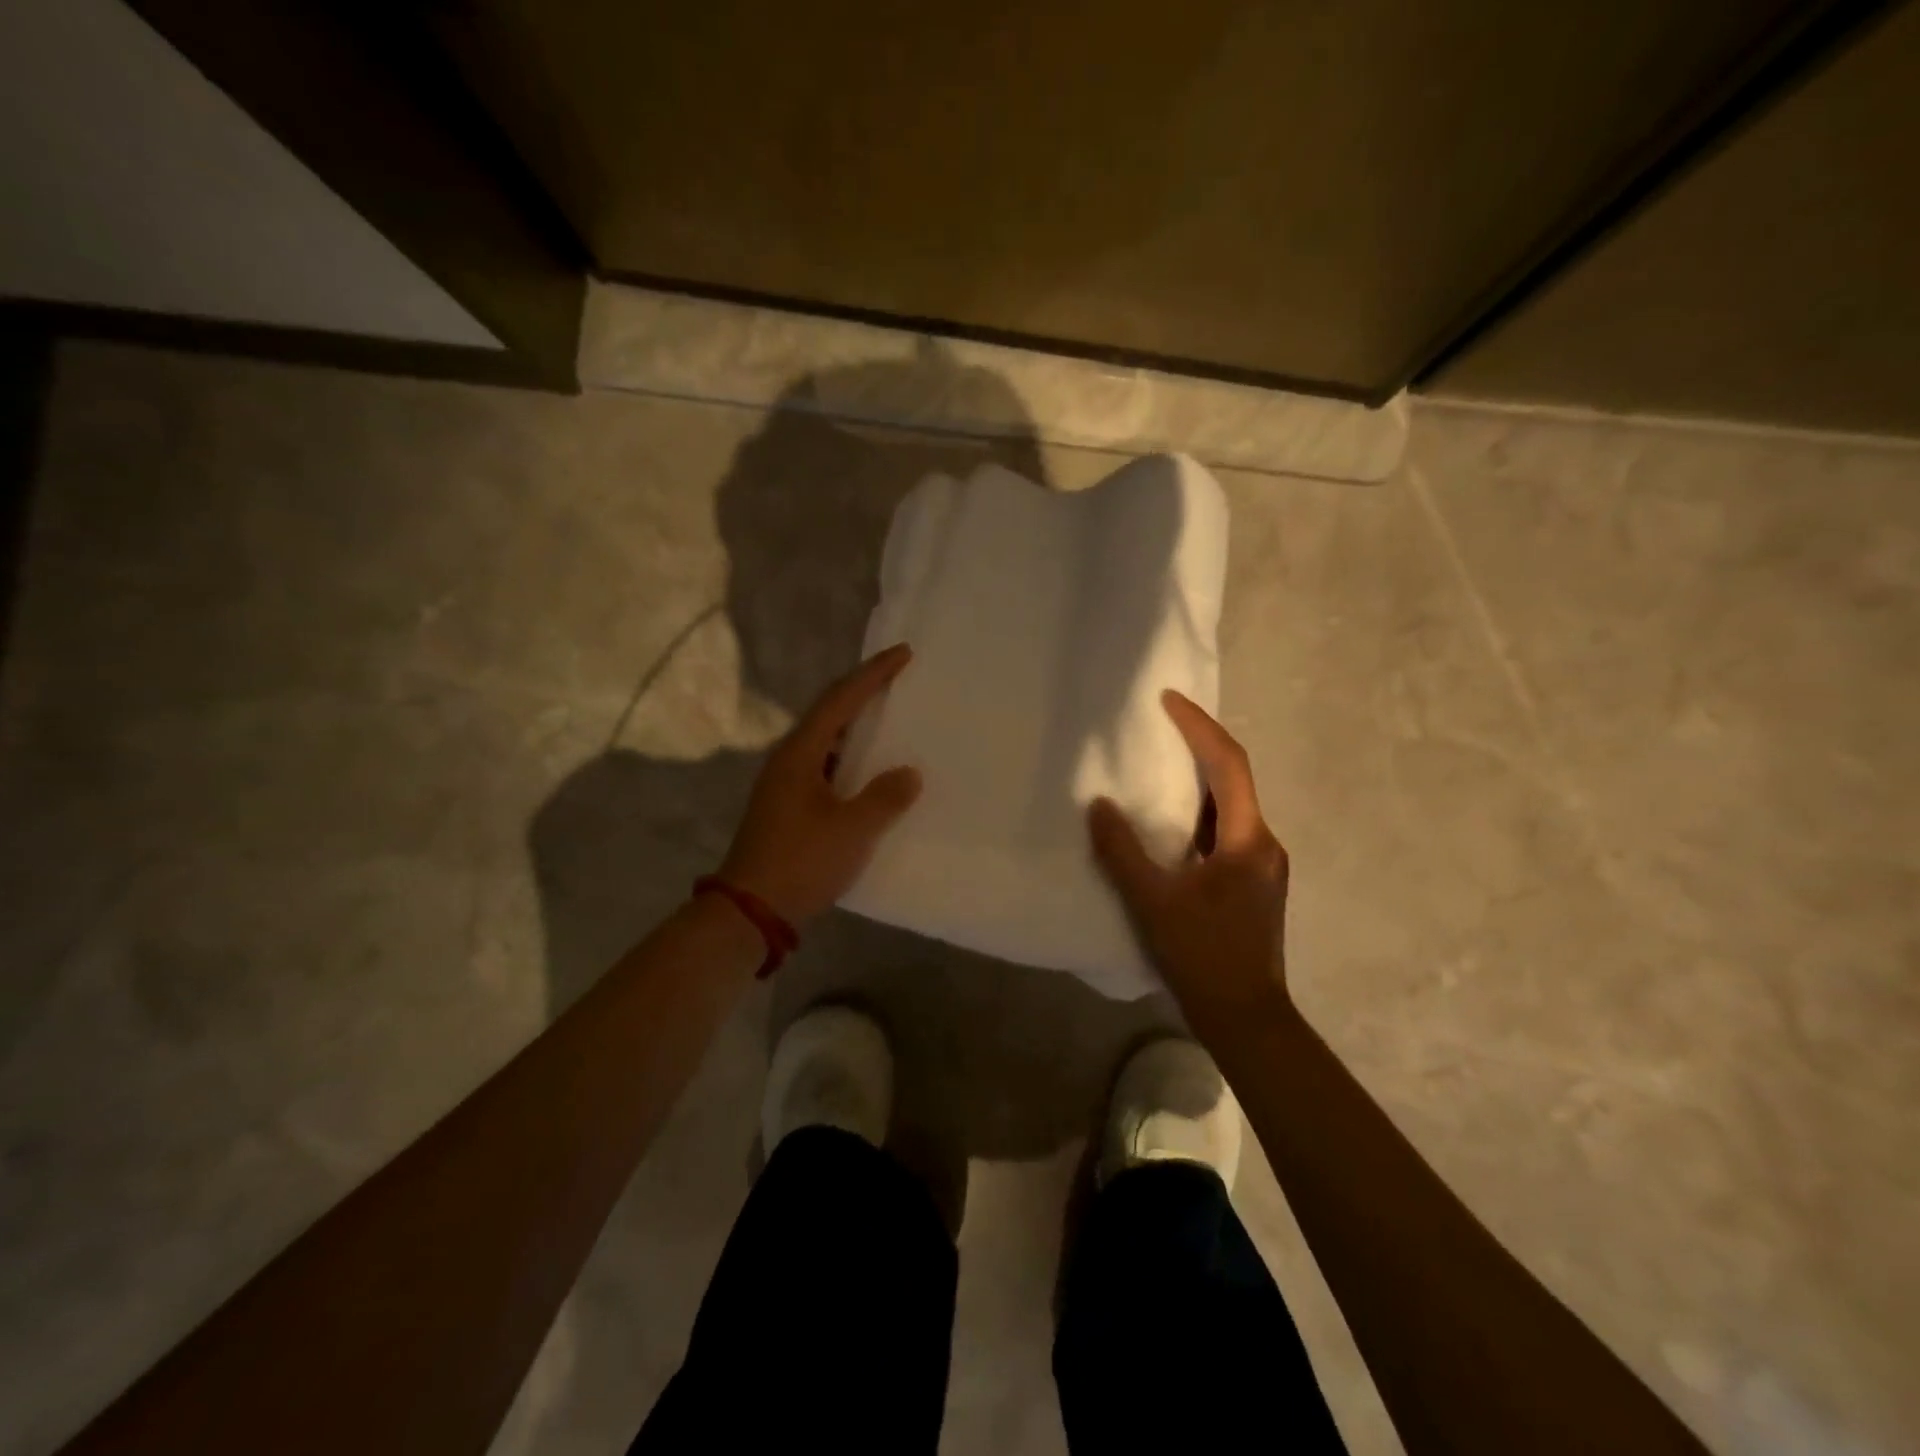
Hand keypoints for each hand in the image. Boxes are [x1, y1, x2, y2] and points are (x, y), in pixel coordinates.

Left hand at [718, 644, 922, 924]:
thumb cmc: (801, 861)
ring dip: (857, 730)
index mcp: (801, 753)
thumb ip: (885, 797)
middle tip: (899, 682)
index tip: (903, 654)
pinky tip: (872, 775)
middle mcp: (789, 760)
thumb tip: (908, 773)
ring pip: (827, 743)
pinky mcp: (789, 807)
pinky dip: (852, 762)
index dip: (873, 674)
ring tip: (891, 723)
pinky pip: (827, 769)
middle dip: (864, 694)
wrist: (750, 910)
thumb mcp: (852, 829)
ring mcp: (785, 784)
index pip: (840, 699)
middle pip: (830, 714)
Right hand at [1088, 690, 1289, 1038]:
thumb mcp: (1153, 901)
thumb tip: (1098, 806)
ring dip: (1199, 782)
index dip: (1199, 727)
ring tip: (1160, 766)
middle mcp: (1264, 844)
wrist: (1246, 1017)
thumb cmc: (1202, 956)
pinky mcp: (1253, 884)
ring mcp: (1263, 866)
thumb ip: (1122, 851)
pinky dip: (1199, 814)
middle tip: (1162, 725)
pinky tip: (1171, 825)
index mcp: (1248, 839)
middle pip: (1234, 780)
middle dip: (1200, 747)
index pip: (1228, 765)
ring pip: (1231, 808)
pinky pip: (1226, 832)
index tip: (1169, 700)